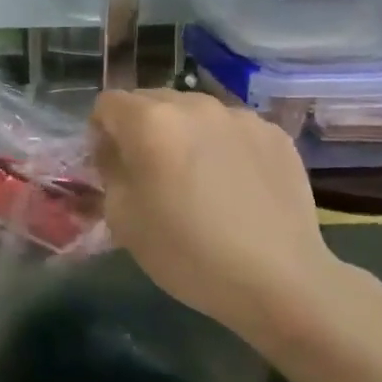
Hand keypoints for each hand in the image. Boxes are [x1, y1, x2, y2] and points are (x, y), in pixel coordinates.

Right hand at [91, 89, 345, 346]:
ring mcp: (239, 116)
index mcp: (150, 122)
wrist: (279, 280)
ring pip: (194, 112)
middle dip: (142, 128)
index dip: (101, 131)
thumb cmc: (186, 252)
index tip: (112, 164)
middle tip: (152, 172)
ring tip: (198, 178)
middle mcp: (194, 105)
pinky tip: (234, 185)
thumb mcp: (122, 217)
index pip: (108, 103)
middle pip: (150, 101)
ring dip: (184, 133)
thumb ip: (109, 170)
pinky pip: (232, 128)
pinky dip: (223, 145)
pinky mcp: (274, 133)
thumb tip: (115, 150)